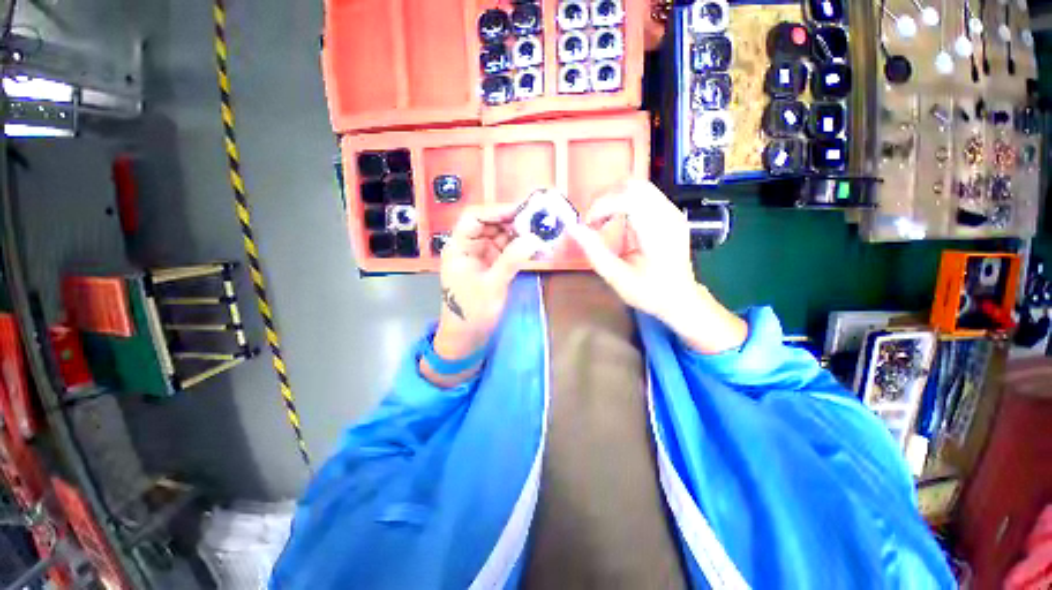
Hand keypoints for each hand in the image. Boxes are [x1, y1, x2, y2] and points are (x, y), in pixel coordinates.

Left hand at [424, 203, 541, 384]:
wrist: (467, 337)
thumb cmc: (472, 312)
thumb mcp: (492, 286)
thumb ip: (511, 260)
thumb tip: (534, 239)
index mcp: (459, 247)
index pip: (475, 217)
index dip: (497, 211)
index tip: (522, 210)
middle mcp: (469, 247)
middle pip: (490, 224)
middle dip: (513, 221)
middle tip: (538, 221)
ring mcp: (482, 256)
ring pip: (501, 236)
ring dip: (519, 234)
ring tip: (541, 232)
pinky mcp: (492, 266)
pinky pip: (507, 251)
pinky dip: (520, 248)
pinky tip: (535, 247)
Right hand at [569, 180, 746, 353]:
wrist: (680, 299)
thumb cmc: (649, 292)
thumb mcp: (617, 277)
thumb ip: (594, 252)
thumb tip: (573, 228)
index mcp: (658, 233)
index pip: (628, 199)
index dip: (602, 206)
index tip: (588, 225)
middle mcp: (668, 216)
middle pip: (633, 186)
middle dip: (605, 197)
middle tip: (591, 218)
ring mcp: (672, 212)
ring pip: (638, 187)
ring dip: (613, 198)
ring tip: (601, 220)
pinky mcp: (670, 214)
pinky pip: (644, 195)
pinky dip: (623, 202)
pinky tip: (616, 221)